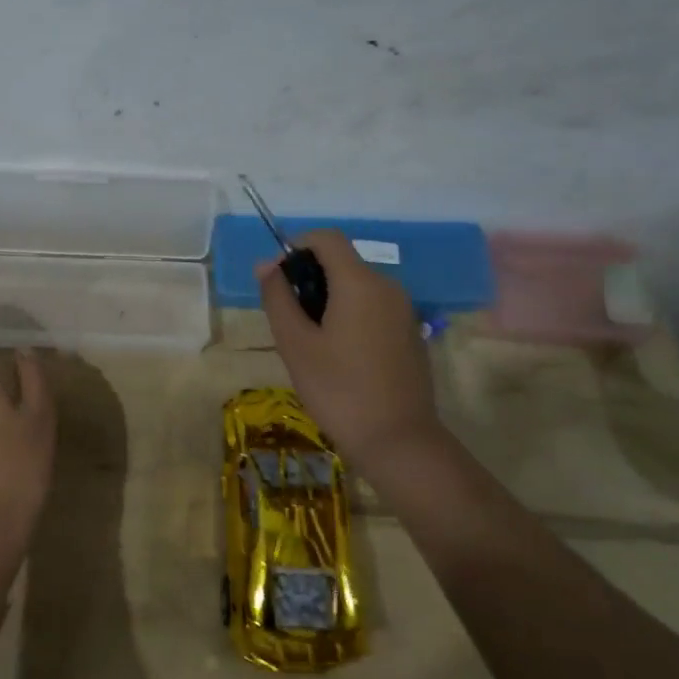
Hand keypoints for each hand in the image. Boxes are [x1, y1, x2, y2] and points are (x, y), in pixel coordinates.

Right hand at [257, 230, 446, 470]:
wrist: (398, 441)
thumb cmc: (338, 390)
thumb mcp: (295, 344)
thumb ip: (278, 298)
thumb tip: (267, 265)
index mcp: (359, 283)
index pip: (326, 238)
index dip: (297, 247)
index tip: (278, 280)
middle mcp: (387, 287)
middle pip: (342, 262)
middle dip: (310, 278)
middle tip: (289, 321)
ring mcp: (404, 311)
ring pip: (358, 287)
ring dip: (329, 299)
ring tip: (311, 343)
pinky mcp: (411, 333)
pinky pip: (374, 308)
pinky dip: (351, 316)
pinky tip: (340, 357)